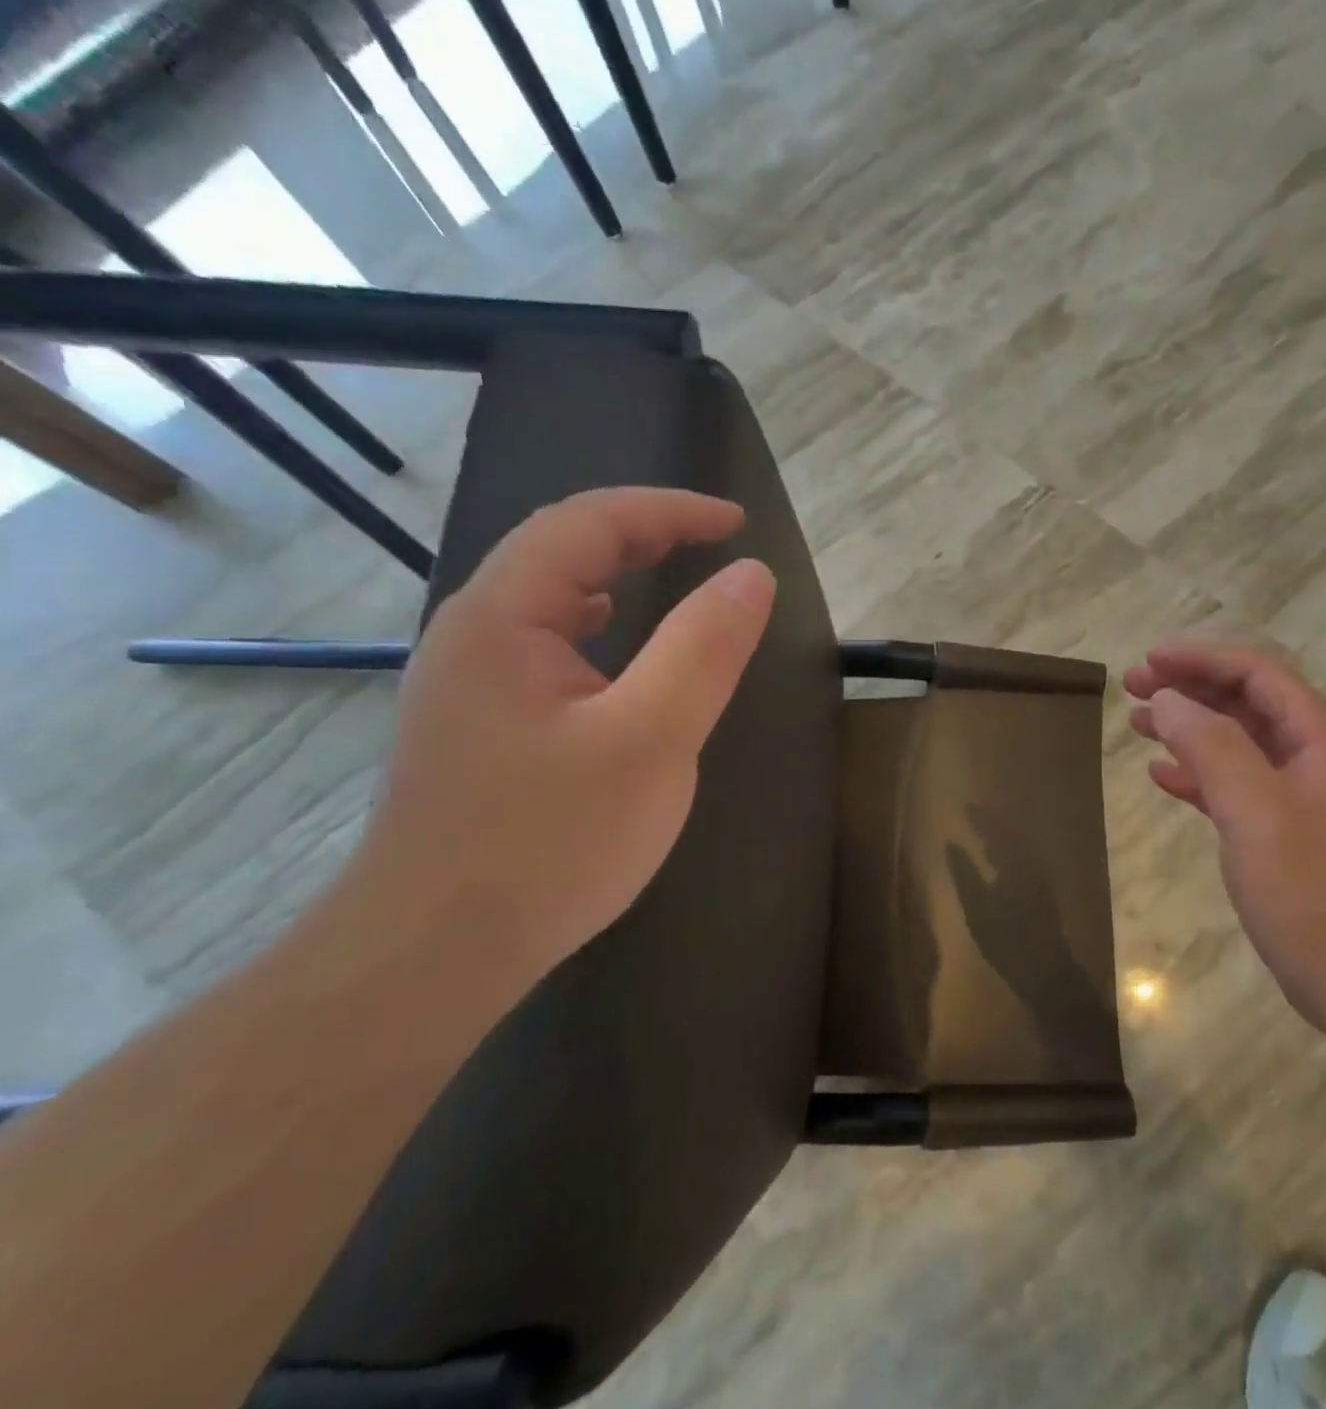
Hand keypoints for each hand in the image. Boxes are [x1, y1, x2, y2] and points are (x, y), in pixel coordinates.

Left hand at [345, 487, 774, 992]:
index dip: (667, 510)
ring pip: (548, 598)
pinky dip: (597, 625)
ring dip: (616, 574)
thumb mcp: (649, 740)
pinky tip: (617, 653)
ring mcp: (471, 684)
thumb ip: (703, 650)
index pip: (586, 523)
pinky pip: (545, 646)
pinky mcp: (481, 727)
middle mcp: (474, 635)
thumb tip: (750, 576)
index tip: (737, 524)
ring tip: (673, 575)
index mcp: (503, 618)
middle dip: (643, 534)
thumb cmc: (546, 843)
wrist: (433, 957)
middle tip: (715, 543)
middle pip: (559, 551)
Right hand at [1124, 641, 1325, 1035]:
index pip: (1257, 673)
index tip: (1149, 661)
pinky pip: (1232, 787)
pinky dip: (1196, 774)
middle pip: (1244, 702)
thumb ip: (1211, 747)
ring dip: (1187, 727)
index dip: (1202, 658)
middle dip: (1189, 686)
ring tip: (1138, 723)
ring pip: (1235, 744)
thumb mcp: (1257, 810)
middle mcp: (1308, 759)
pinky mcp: (1281, 837)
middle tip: (1132, 687)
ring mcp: (1296, 800)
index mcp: (1315, 740)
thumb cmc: (1317, 892)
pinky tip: (1162, 776)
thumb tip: (1168, 700)